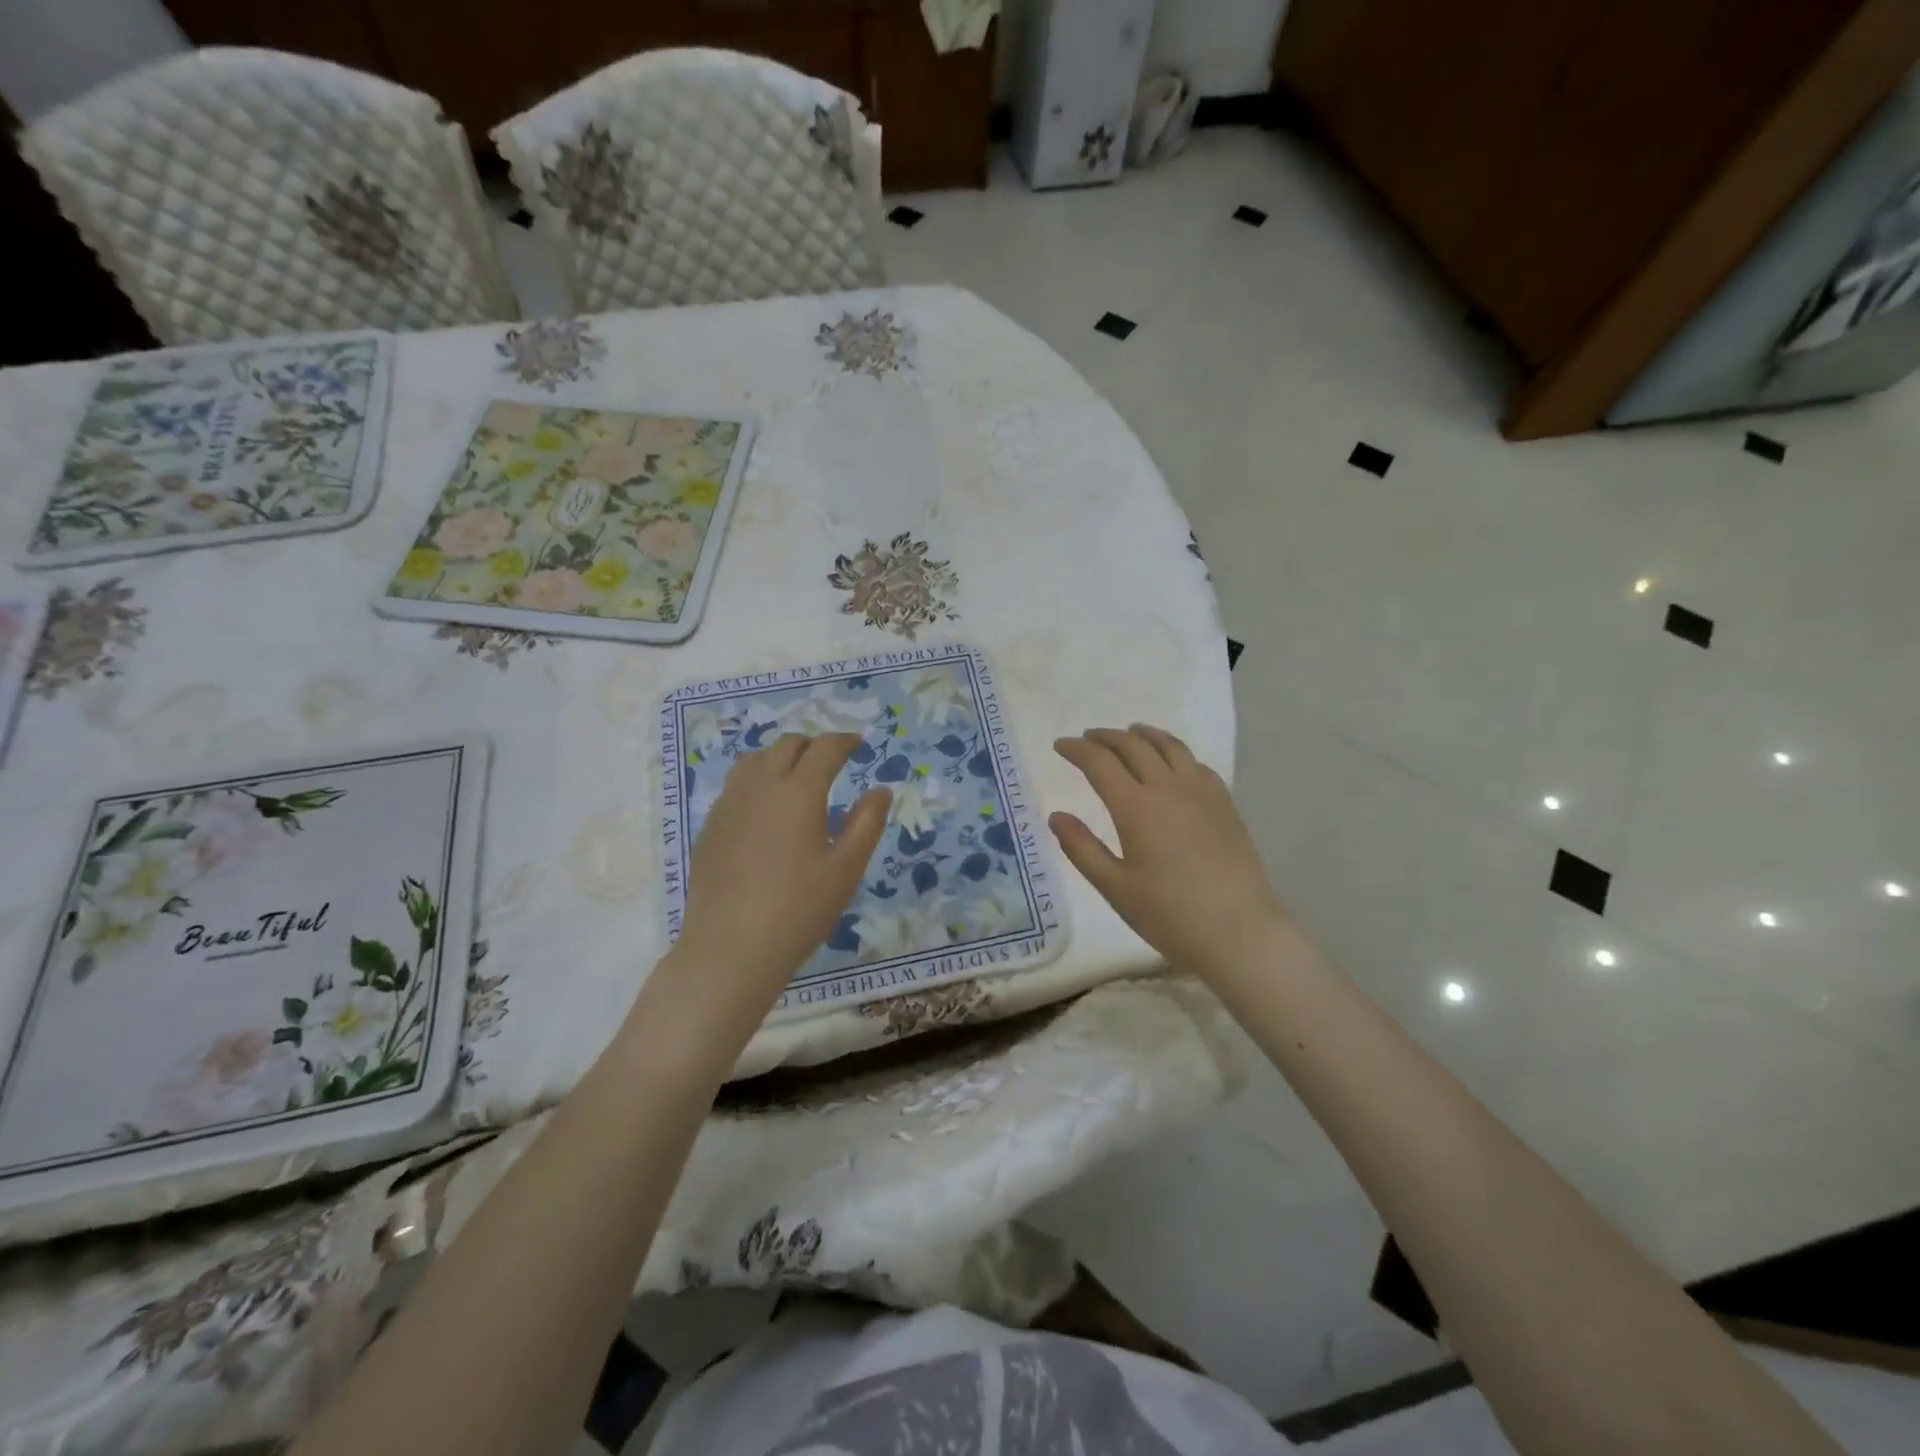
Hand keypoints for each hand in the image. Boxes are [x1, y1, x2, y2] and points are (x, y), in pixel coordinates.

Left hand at [658, 734, 889, 1041]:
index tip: (858, 744)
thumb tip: (881, 789)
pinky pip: (736, 784)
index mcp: (799, 792)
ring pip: (755, 759)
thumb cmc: (799, 910)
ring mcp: (730, 804)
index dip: (844, 741)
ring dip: (781, 757)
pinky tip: (766, 808)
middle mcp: (761, 786)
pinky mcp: (711, 825)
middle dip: (813, 745)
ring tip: (797, 777)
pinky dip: (758, 779)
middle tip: (832, 762)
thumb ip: (866, 823)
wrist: (730, 949)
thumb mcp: (846, 869)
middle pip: (787, 745)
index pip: (824, 748)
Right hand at [1050, 725, 1284, 979]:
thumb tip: (1056, 816)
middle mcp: (1168, 788)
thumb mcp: (1114, 887)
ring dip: (1143, 735)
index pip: (1099, 762)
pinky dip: (1175, 752)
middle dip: (1106, 737)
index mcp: (1135, 807)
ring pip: (1169, 746)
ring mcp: (1201, 792)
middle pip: (1133, 746)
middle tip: (1088, 738)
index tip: (1060, 745)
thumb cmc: (1169, 915)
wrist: (1240, 932)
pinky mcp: (1225, 803)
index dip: (1076, 749)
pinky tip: (1173, 762)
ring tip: (1130, 732)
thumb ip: (1082, 848)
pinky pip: (1196, 763)